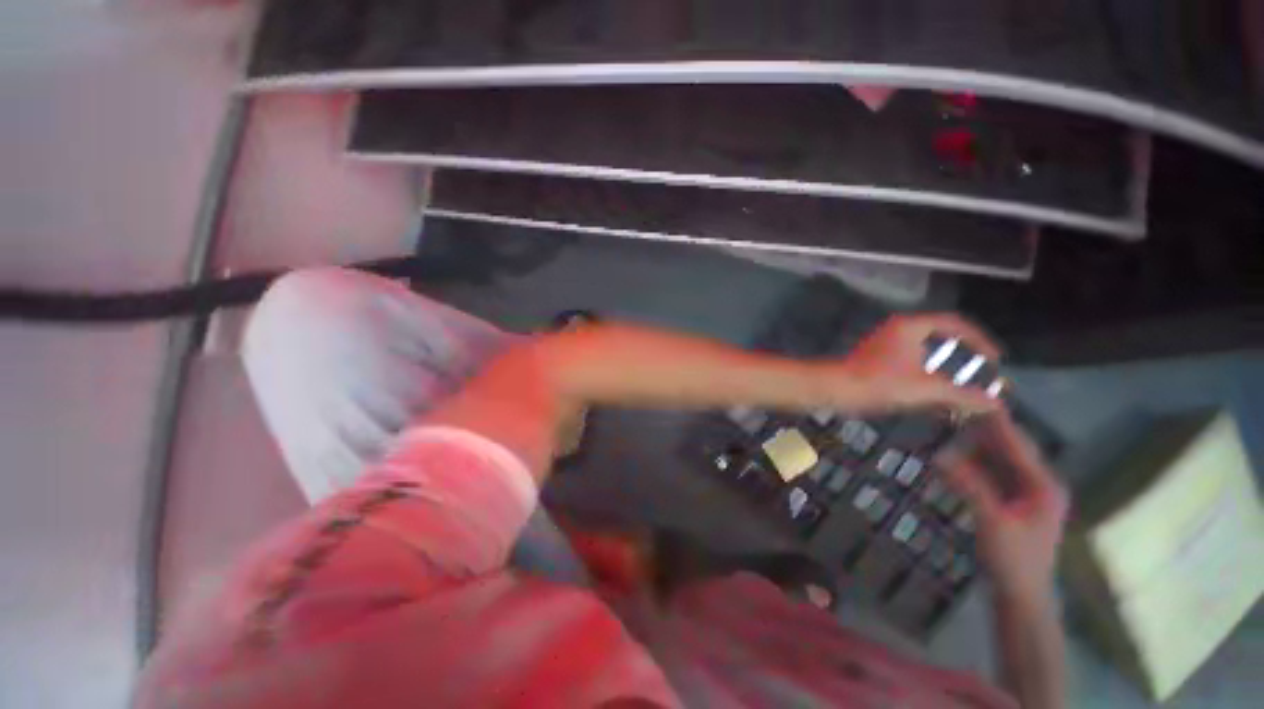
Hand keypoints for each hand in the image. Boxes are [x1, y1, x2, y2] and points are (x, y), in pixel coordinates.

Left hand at [835, 313, 1003, 414]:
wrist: (836, 389)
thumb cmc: (881, 383)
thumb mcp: (926, 388)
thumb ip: (963, 395)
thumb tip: (995, 404)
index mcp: (911, 326)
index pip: (954, 324)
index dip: (979, 340)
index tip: (995, 359)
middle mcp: (898, 330)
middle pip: (939, 338)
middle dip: (963, 356)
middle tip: (981, 373)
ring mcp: (885, 344)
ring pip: (924, 353)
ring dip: (944, 370)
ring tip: (962, 389)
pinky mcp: (876, 360)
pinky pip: (910, 364)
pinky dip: (926, 377)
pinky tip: (935, 397)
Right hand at [942, 413, 1069, 603]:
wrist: (1022, 596)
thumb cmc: (1014, 560)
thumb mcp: (991, 521)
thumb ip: (969, 485)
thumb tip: (939, 455)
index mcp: (1044, 486)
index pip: (1017, 445)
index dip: (996, 422)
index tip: (973, 400)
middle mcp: (1039, 484)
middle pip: (1009, 450)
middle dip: (982, 433)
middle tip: (951, 413)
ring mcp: (1026, 495)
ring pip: (999, 462)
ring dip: (975, 449)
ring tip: (948, 430)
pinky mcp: (1012, 504)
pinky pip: (991, 476)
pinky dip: (973, 466)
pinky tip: (953, 458)